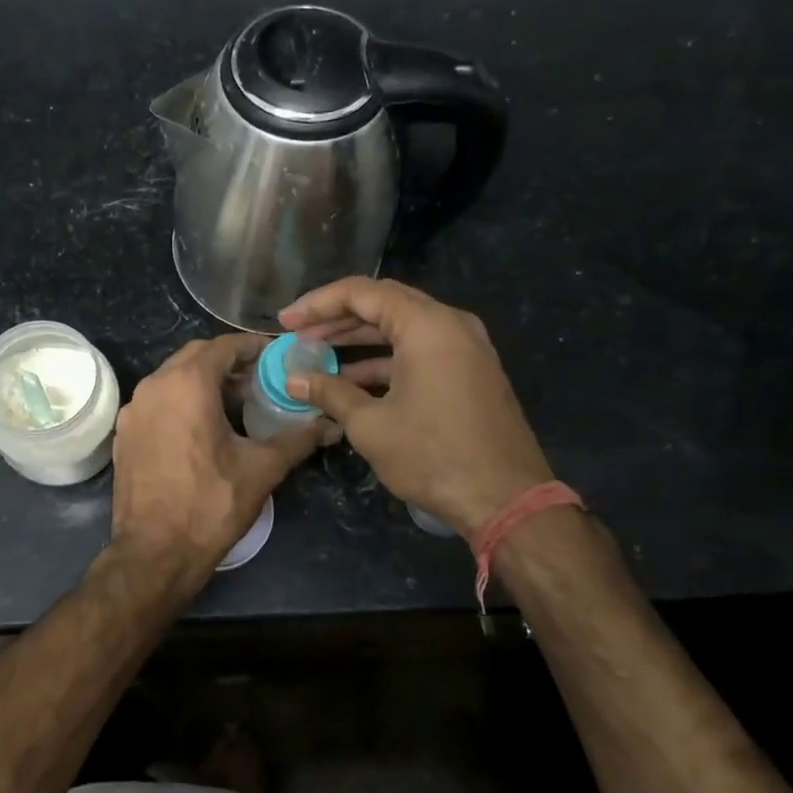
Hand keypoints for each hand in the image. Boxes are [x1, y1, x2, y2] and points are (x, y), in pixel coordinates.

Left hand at [111, 334, 333, 591]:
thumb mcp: (261, 469)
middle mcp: (154, 386)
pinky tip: (201, 428)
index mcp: (187, 384)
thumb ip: (298, 439)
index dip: (253, 347)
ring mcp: (134, 410)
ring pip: (172, 378)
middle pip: (195, 356)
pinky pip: (156, 402)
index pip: (223, 346)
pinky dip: (180, 401)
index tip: (276, 356)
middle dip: (228, 362)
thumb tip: (330, 425)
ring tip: (234, 403)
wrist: (154, 553)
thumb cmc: (210, 505)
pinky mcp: (124, 433)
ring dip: (202, 381)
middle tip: (259, 379)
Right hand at [278, 278, 552, 537]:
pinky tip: (354, 378)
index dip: (317, 304)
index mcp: (427, 325)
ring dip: (360, 338)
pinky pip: (421, 349)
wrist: (506, 499)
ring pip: (402, 327)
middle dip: (336, 317)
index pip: (362, 293)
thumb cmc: (433, 456)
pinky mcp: (470, 370)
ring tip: (319, 353)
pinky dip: (386, 358)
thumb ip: (330, 393)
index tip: (286, 322)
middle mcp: (450, 324)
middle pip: (384, 303)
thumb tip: (294, 380)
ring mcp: (465, 347)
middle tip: (299, 333)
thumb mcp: (371, 425)